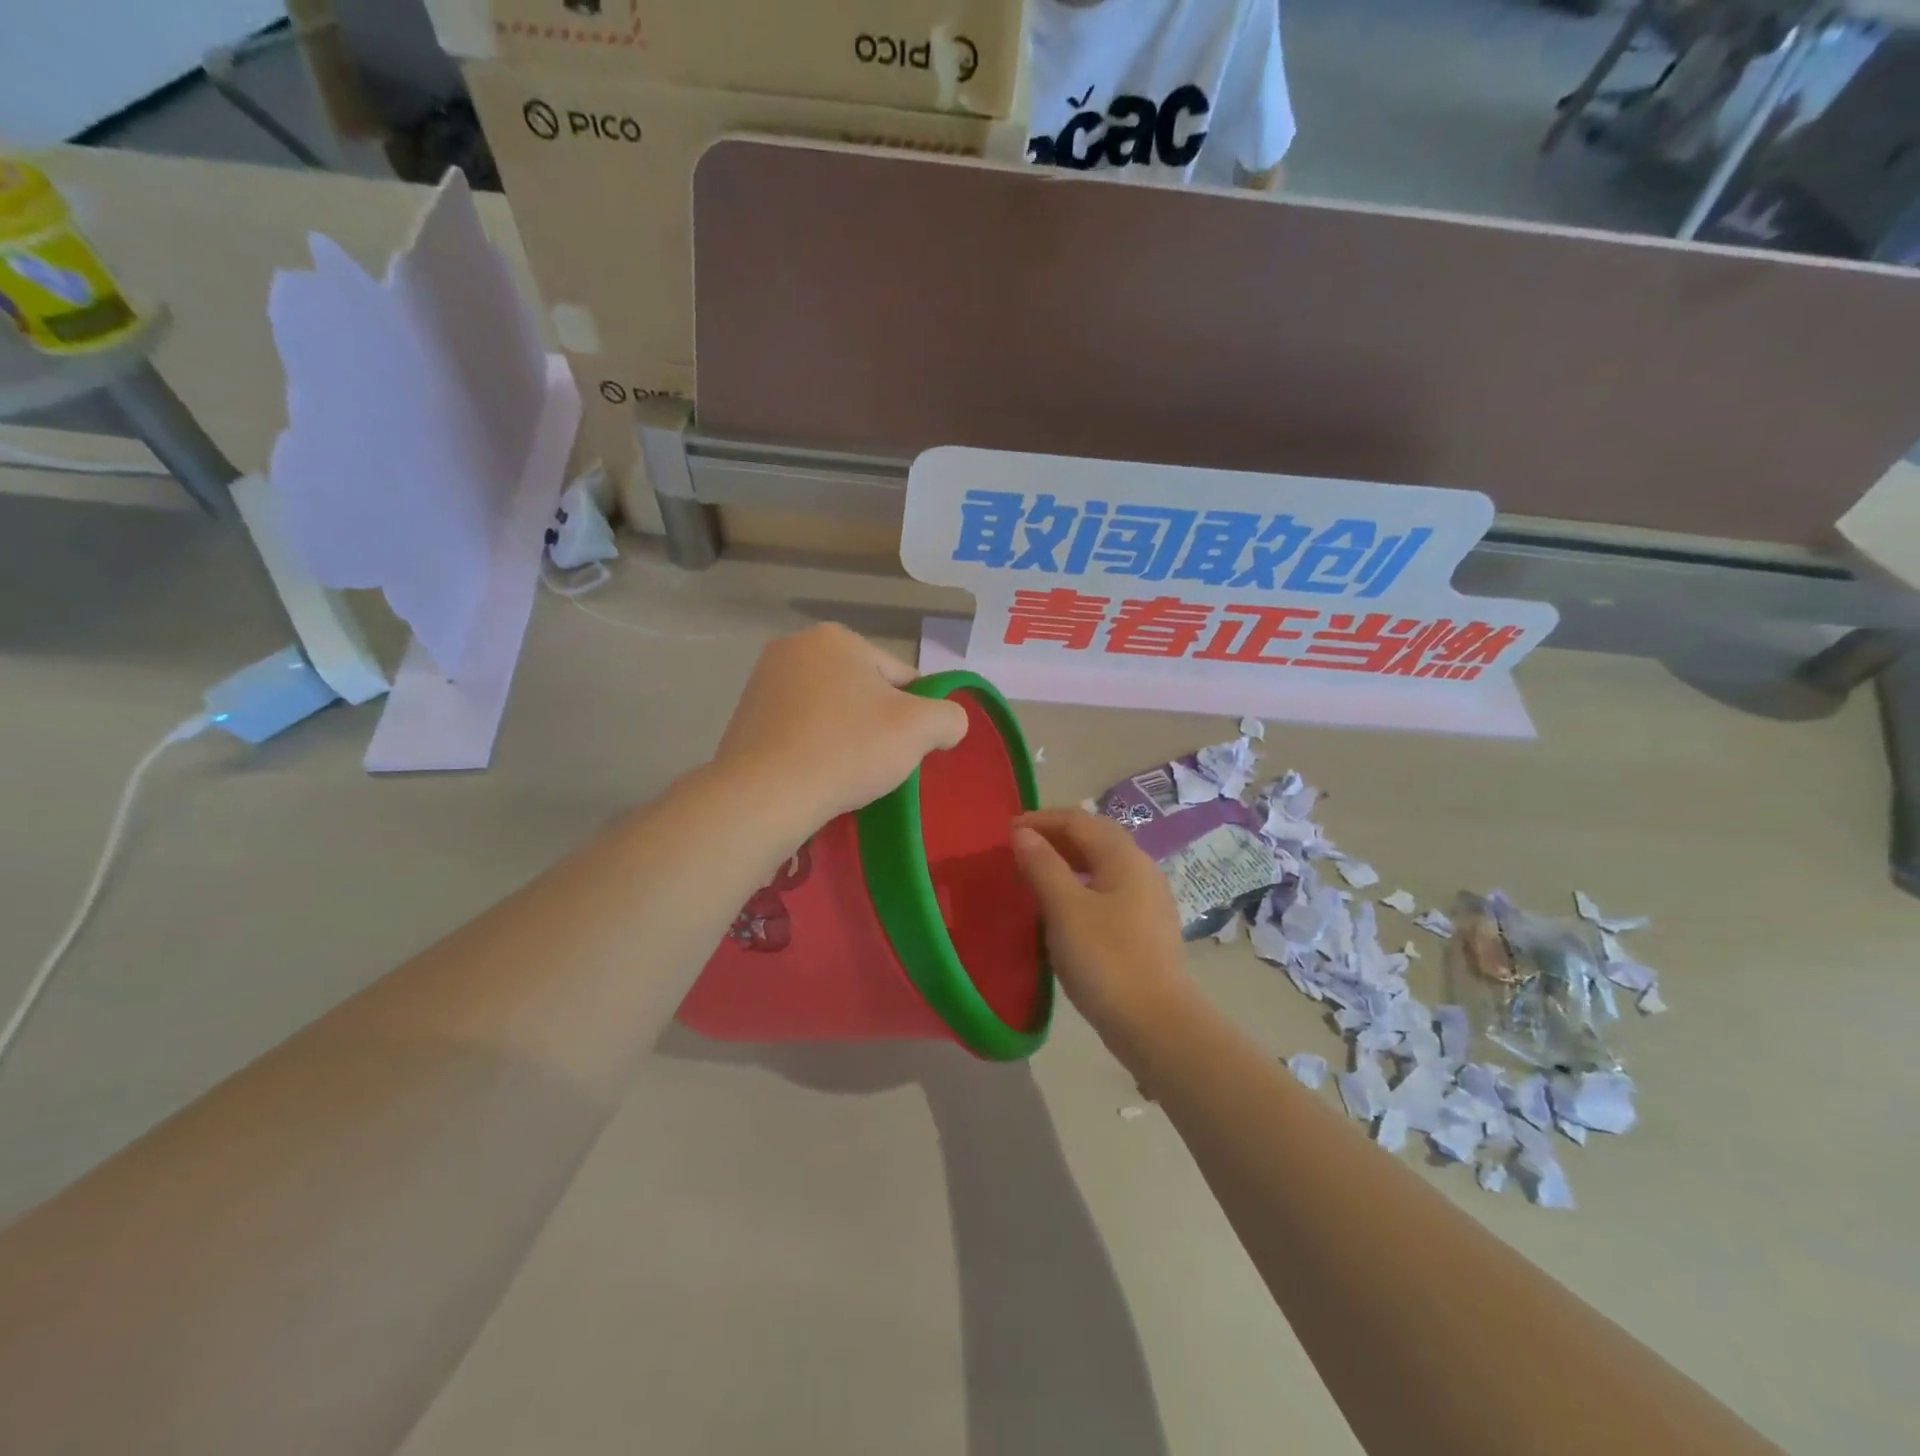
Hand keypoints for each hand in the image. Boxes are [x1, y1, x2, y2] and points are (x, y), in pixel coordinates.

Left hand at [713, 625, 968, 832]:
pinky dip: (814, 748)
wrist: (766, 794)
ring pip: (830, 711)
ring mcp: (763, 683)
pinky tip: (818, 775)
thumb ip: (950, 716)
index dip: (915, 714)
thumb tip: (948, 724)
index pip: (899, 676)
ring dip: (846, 736)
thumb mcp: (920, 728)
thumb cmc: (848, 749)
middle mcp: (794, 647)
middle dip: (877, 723)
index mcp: (836, 638)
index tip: (911, 748)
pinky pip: (799, 730)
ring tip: (848, 774)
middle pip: (862, 691)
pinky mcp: (744, 719)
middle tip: (881, 763)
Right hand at [1010, 809, 1191, 1042]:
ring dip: (1066, 863)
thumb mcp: (1065, 909)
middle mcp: (1141, 869)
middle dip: (1055, 837)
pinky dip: (1079, 887)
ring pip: (1101, 866)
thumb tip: (1023, 833)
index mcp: (1124, 857)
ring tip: (1034, 876)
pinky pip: (1107, 891)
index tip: (1007, 832)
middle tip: (1018, 851)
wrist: (1155, 1023)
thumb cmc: (1105, 959)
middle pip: (1094, 838)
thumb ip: (1043, 865)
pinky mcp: (1145, 928)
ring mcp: (1147, 900)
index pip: (1079, 821)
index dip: (1041, 820)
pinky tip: (1062, 909)